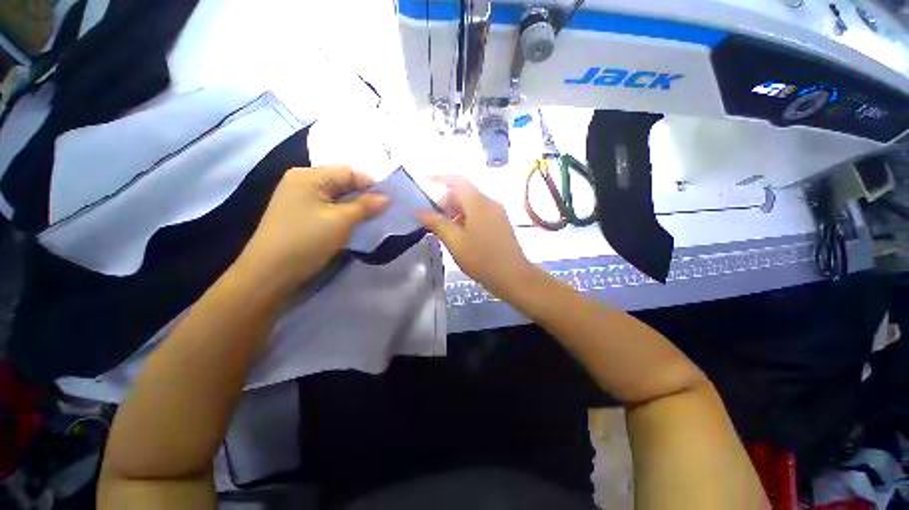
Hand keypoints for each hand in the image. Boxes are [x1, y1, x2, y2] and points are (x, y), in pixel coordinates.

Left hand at [240, 166, 387, 286]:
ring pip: (336, 197)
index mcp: (309, 176)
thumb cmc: (307, 240)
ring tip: (372, 218)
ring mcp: (299, 199)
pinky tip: (354, 224)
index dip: (370, 184)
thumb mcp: (341, 221)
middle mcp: (302, 182)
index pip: (348, 172)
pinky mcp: (300, 215)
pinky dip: (343, 214)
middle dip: (363, 196)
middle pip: (341, 183)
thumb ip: (366, 206)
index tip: (388, 200)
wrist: (270, 273)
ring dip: (355, 207)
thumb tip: (386, 198)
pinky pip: (328, 208)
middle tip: (383, 210)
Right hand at [418, 175, 535, 298]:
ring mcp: (497, 213)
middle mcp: (490, 203)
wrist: (513, 277)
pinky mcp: (500, 224)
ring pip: (471, 204)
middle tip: (432, 219)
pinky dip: (466, 218)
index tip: (424, 181)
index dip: (439, 177)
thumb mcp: (455, 241)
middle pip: (464, 193)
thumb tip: (418, 211)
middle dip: (446, 202)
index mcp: (478, 203)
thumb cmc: (482, 258)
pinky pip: (480, 213)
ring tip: (444, 230)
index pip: (457, 180)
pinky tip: (460, 234)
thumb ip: (436, 223)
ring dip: (455, 212)